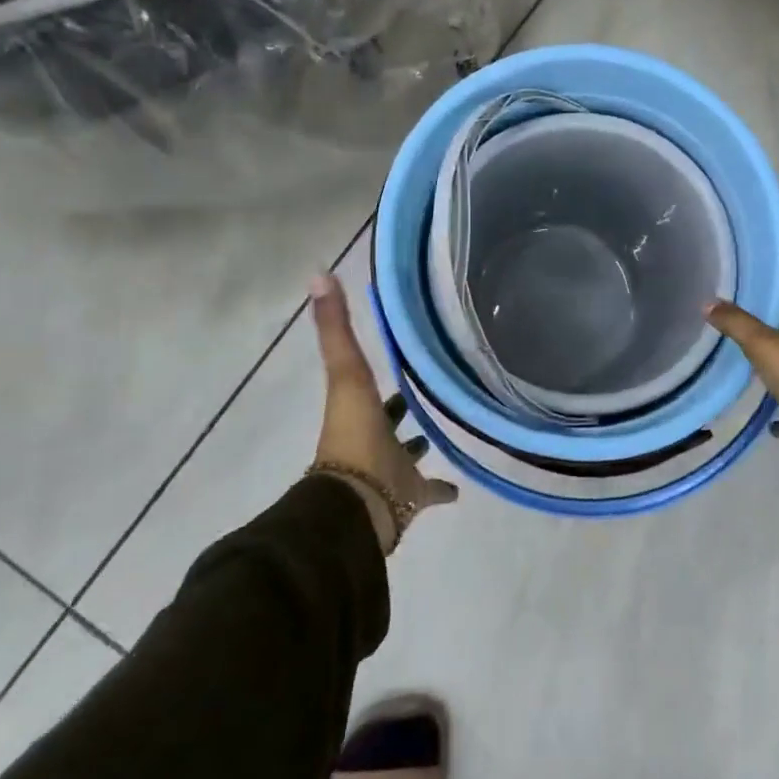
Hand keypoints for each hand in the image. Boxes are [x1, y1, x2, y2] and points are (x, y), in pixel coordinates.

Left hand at [310, 274, 456, 551]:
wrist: (360, 506)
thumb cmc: (355, 436)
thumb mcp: (346, 373)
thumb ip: (335, 327)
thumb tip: (318, 273)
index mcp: (359, 412)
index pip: (367, 385)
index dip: (376, 371)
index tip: (396, 356)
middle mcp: (374, 439)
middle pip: (388, 421)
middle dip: (400, 409)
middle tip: (423, 393)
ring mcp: (393, 471)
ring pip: (407, 456)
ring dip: (418, 446)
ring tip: (441, 432)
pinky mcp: (413, 499)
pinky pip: (430, 493)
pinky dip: (443, 489)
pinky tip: (461, 488)